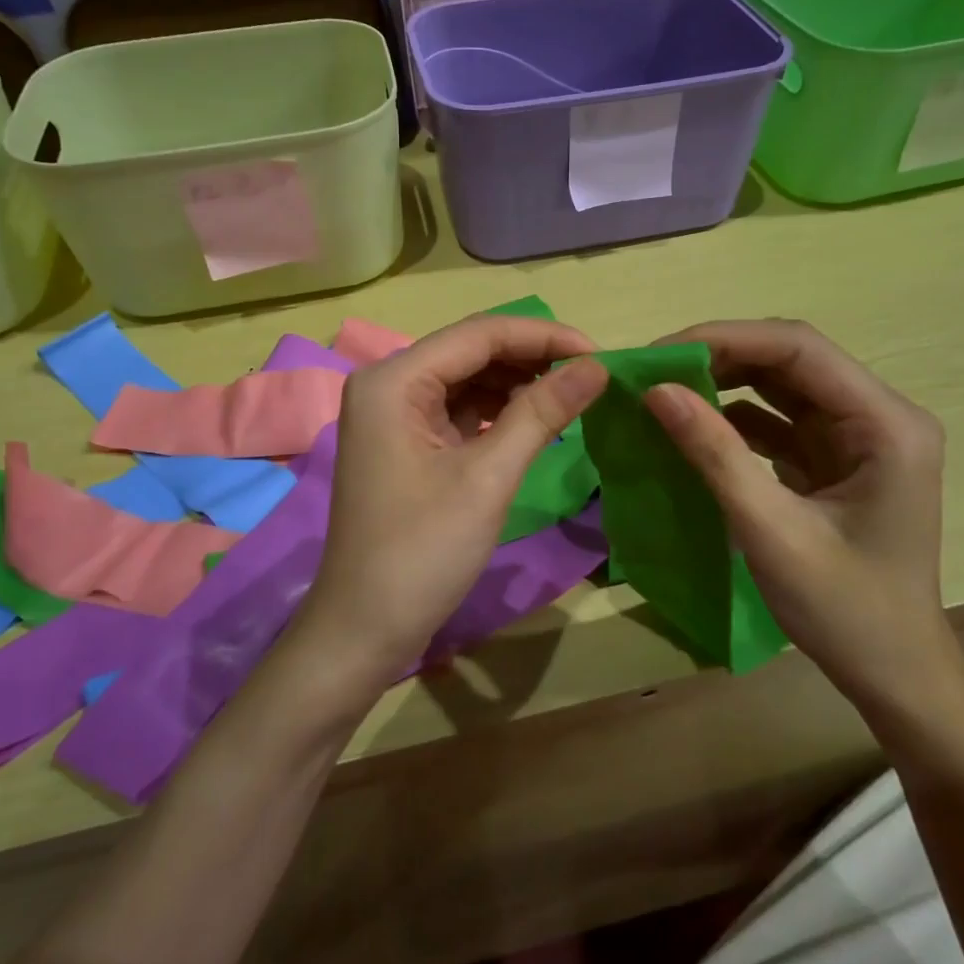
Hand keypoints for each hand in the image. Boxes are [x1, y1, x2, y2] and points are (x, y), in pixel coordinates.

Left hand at [294, 314, 608, 686]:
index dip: (544, 337)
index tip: (600, 354)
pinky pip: (458, 409)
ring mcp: (393, 413)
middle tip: (592, 378)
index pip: (480, 334)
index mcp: (393, 380)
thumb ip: (541, 412)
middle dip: (532, 359)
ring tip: (572, 397)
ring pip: (467, 379)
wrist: (364, 629)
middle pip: (472, 352)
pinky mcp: (404, 441)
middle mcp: (387, 383)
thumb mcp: (488, 478)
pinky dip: (497, 412)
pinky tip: (534, 420)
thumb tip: (596, 366)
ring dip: (517, 384)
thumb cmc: (422, 552)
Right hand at [643, 319, 963, 734]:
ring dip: (723, 383)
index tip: (659, 355)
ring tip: (664, 391)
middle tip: (653, 372)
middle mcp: (878, 416)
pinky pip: (778, 420)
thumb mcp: (770, 531)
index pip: (799, 349)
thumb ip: (714, 455)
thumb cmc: (845, 611)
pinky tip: (693, 426)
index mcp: (886, 424)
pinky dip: (733, 418)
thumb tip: (656, 391)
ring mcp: (857, 437)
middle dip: (719, 357)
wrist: (895, 677)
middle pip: (790, 359)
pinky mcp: (834, 459)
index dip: (725, 338)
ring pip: (781, 386)